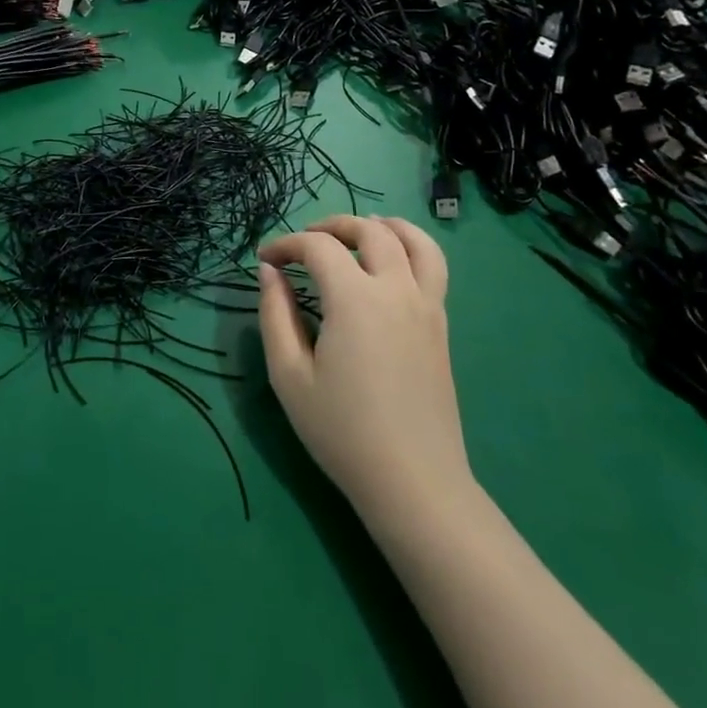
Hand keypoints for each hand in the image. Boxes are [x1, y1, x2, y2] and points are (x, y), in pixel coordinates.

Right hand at [257, 215, 471, 521]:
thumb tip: (268, 272)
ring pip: (413, 240)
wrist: (413, 482)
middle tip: (304, 243)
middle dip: (331, 226)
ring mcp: (426, 305)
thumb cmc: (342, 431)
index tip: (265, 260)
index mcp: (355, 299)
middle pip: (368, 231)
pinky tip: (389, 263)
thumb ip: (274, 315)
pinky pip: (433, 266)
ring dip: (382, 226)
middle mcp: (395, 289)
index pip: (318, 246)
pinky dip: (411, 247)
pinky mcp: (441, 325)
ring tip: (358, 232)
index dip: (286, 244)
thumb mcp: (289, 375)